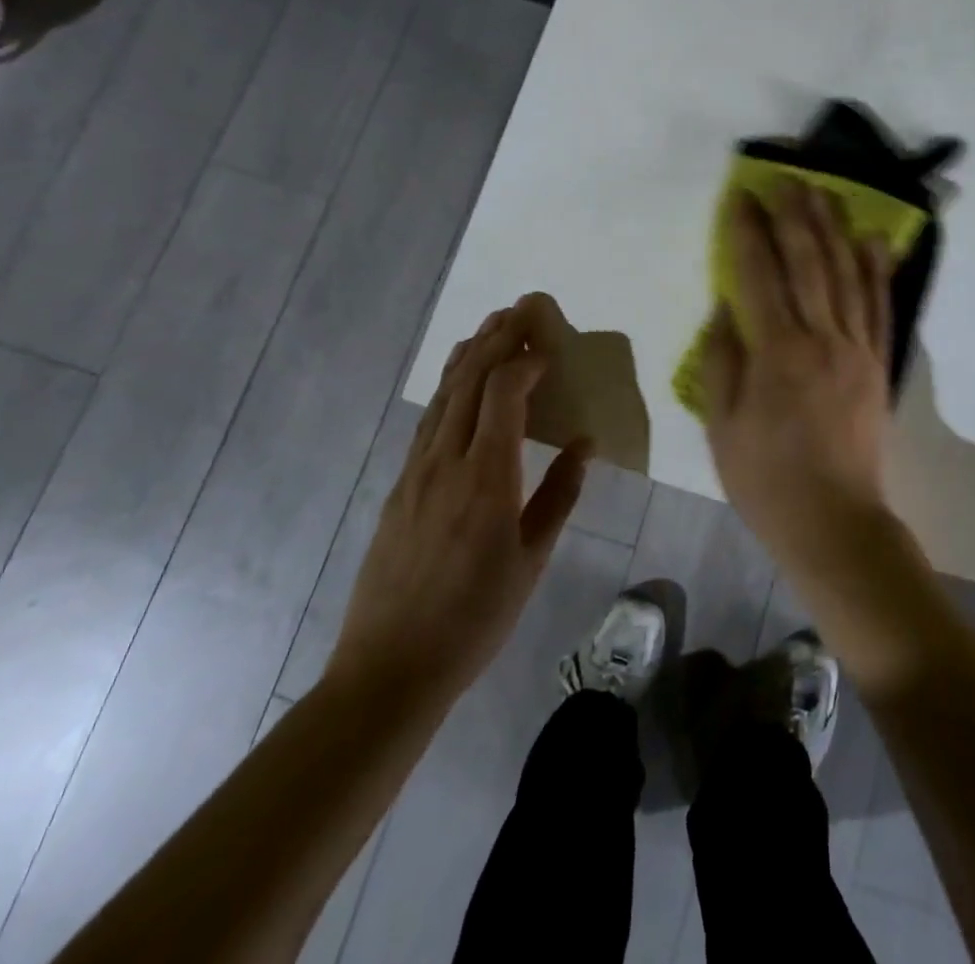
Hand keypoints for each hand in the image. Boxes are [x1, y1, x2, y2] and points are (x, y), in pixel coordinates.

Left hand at [327, 297, 591, 701]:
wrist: (389, 668)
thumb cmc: (475, 618)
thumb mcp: (532, 560)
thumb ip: (560, 494)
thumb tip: (585, 442)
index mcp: (486, 477)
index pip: (503, 392)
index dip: (526, 359)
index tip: (549, 345)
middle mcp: (445, 459)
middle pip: (469, 378)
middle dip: (498, 336)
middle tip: (524, 306)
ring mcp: (416, 468)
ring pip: (444, 391)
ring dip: (470, 351)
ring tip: (493, 324)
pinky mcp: (400, 482)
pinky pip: (429, 416)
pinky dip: (450, 384)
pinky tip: (460, 377)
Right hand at [701, 181, 895, 568]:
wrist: (834, 522)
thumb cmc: (766, 479)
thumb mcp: (721, 425)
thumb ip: (722, 360)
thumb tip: (725, 307)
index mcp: (778, 353)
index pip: (759, 275)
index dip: (748, 232)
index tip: (741, 198)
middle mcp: (822, 339)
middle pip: (809, 263)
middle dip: (795, 215)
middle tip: (787, 177)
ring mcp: (857, 350)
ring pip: (848, 275)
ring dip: (835, 229)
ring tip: (826, 192)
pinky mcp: (879, 366)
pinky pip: (880, 308)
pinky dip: (878, 271)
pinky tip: (875, 241)